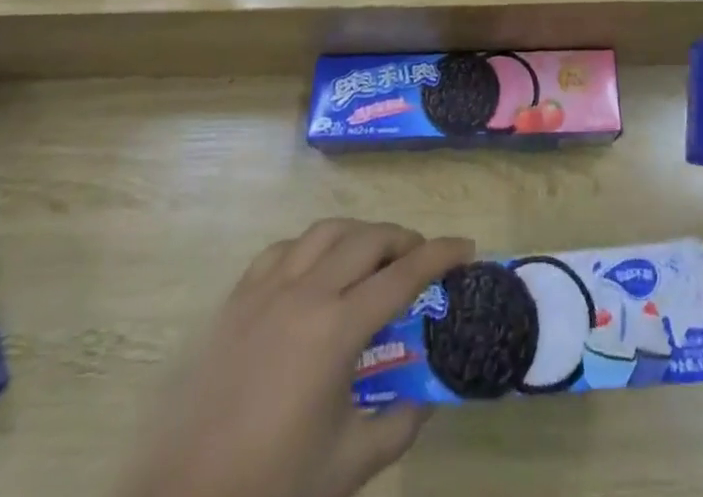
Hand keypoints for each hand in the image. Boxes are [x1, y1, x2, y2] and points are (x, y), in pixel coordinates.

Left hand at [121, 219, 473, 496]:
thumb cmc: (270, 489)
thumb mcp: (348, 467)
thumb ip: (398, 426)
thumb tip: (427, 399)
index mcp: (336, 329)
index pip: (403, 275)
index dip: (440, 255)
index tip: (466, 247)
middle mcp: (305, 292)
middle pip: (367, 239)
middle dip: (403, 239)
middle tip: (420, 258)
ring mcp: (266, 289)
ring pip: (325, 231)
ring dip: (359, 235)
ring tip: (372, 256)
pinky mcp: (236, 299)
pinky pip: (283, 249)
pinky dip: (311, 247)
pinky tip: (314, 270)